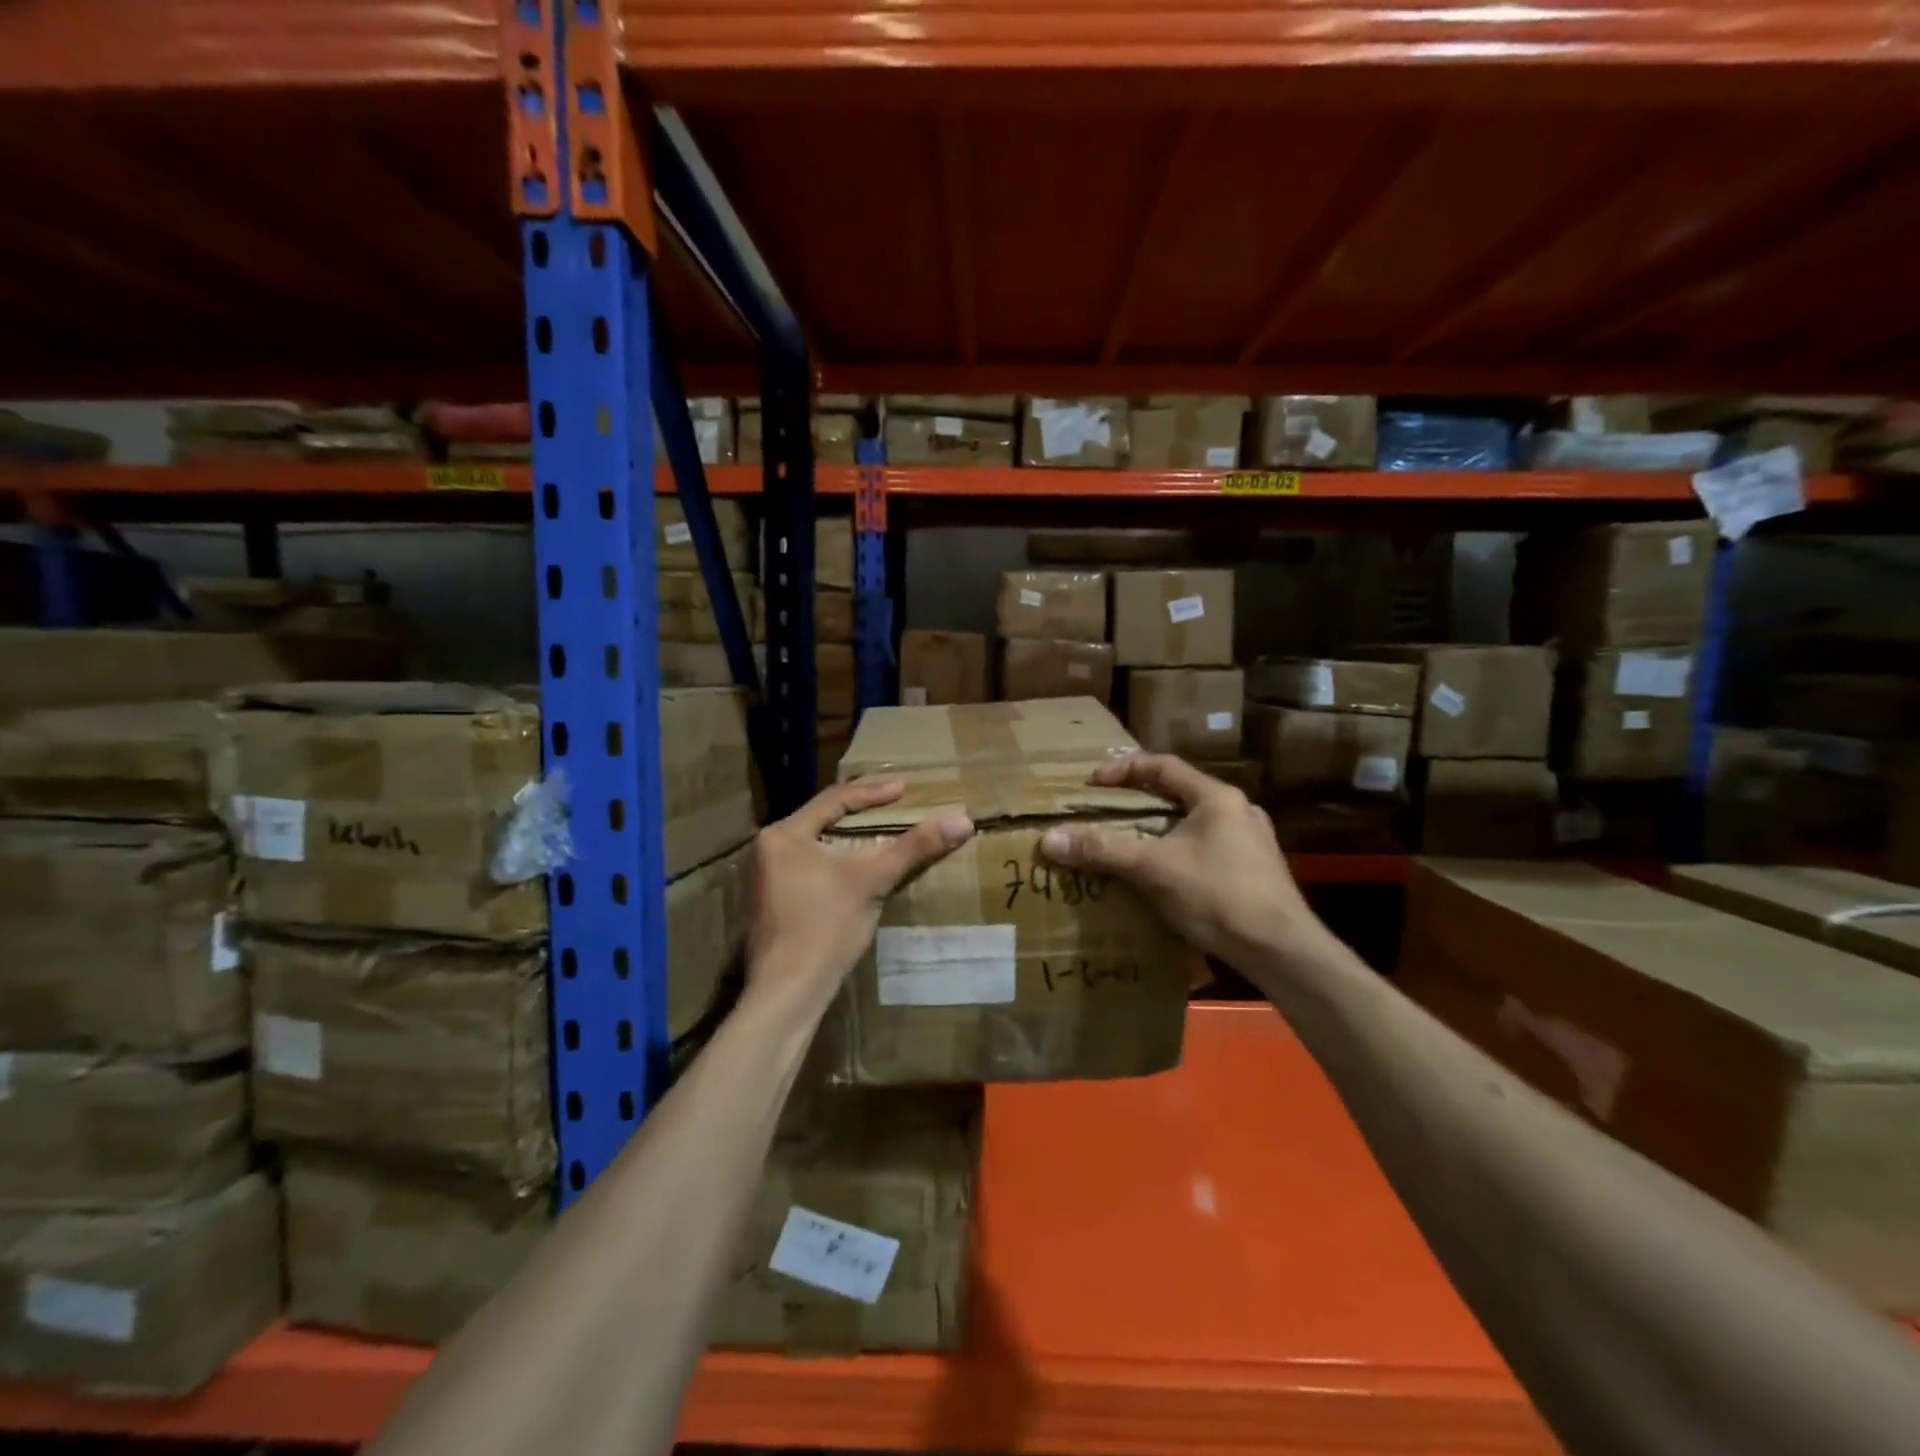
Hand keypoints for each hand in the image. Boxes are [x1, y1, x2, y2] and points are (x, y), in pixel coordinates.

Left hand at [747, 779, 973, 1005]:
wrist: (788, 991)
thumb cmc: (826, 928)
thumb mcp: (873, 881)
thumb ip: (914, 847)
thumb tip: (962, 820)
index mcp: (783, 834)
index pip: (833, 799)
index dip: (872, 793)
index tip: (904, 788)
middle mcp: (767, 849)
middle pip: (821, 819)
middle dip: (859, 812)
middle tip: (892, 805)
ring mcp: (764, 878)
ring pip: (814, 844)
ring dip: (847, 838)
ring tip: (878, 832)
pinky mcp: (771, 902)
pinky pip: (808, 866)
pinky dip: (835, 861)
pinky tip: (856, 870)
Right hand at [1040, 754, 1327, 967]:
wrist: (1282, 951)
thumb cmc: (1218, 895)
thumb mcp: (1152, 868)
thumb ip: (1102, 850)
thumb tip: (1049, 838)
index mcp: (1217, 798)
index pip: (1164, 766)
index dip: (1124, 769)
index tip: (1093, 783)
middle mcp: (1239, 812)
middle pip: (1179, 795)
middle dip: (1140, 803)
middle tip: (1107, 812)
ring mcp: (1253, 844)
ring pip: (1194, 826)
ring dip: (1160, 831)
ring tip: (1129, 845)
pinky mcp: (1256, 874)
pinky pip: (1207, 851)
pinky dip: (1178, 855)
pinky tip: (1162, 878)